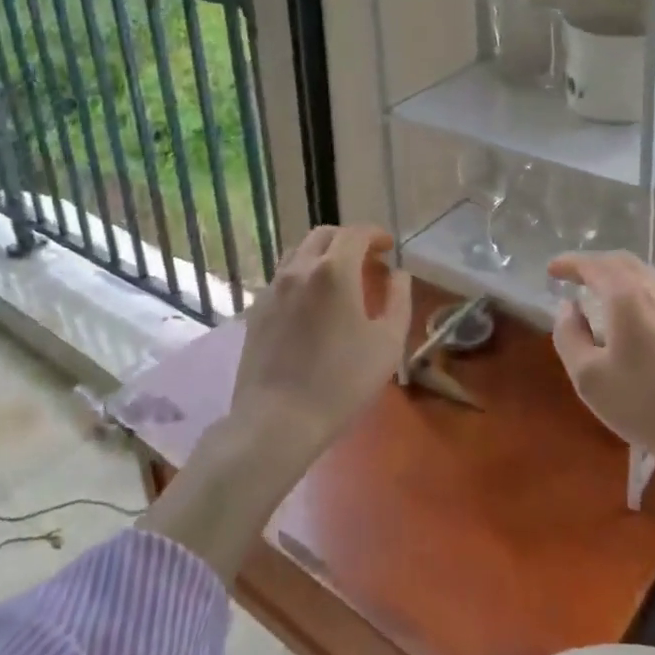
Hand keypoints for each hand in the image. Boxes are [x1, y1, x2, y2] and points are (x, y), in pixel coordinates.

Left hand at [231, 225, 411, 461]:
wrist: (278, 421)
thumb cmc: (341, 382)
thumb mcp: (388, 344)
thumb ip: (398, 300)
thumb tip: (398, 275)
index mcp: (334, 270)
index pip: (356, 234)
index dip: (375, 234)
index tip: (388, 247)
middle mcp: (300, 269)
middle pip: (323, 235)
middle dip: (348, 239)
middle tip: (366, 259)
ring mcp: (273, 288)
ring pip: (298, 252)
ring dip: (322, 254)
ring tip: (338, 277)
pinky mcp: (256, 310)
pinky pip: (282, 277)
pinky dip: (302, 275)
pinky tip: (311, 302)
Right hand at [547, 251, 654, 510]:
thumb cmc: (651, 406)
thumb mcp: (590, 379)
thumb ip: (569, 336)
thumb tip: (568, 309)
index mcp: (627, 296)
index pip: (593, 265)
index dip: (569, 263)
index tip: (552, 270)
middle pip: (623, 263)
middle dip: (595, 265)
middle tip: (576, 278)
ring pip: (647, 279)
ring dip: (620, 280)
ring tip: (604, 300)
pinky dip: (641, 297)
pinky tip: (640, 324)